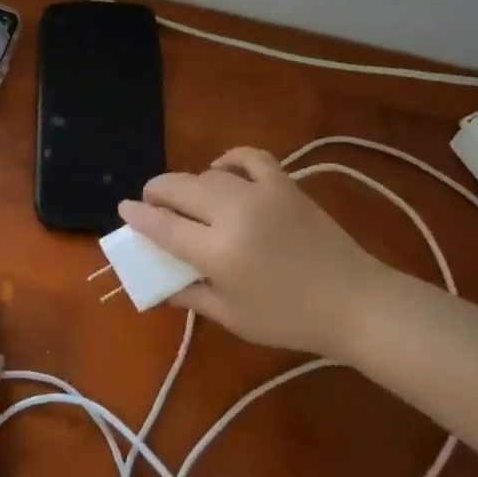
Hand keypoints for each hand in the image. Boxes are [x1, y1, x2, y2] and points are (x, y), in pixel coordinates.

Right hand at [118, 148, 386, 356]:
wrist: (355, 302)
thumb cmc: (290, 319)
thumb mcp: (233, 317)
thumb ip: (192, 297)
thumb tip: (161, 286)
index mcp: (217, 252)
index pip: (163, 226)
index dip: (137, 216)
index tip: (123, 209)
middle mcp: (233, 215)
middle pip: (179, 189)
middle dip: (156, 192)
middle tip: (150, 203)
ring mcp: (261, 194)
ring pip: (208, 175)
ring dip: (190, 184)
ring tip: (188, 199)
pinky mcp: (285, 185)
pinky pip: (250, 157)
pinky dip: (230, 159)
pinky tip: (223, 171)